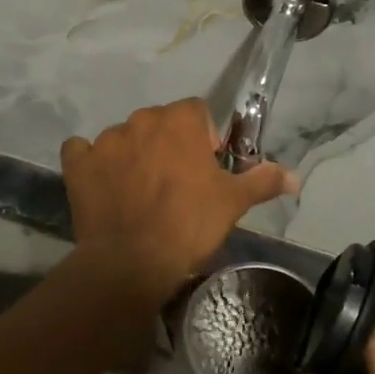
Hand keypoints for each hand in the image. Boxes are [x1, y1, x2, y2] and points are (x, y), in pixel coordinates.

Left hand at [61, 99, 296, 301]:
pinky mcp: (78, 163)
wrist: (132, 262)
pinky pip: (82, 151)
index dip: (205, 139)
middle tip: (176, 186)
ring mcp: (105, 139)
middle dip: (169, 146)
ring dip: (133, 156)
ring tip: (140, 195)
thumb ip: (263, 180)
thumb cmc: (189, 224)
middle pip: (161, 123)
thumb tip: (296, 177)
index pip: (198, 112)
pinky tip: (101, 184)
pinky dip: (91, 163)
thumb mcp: (233, 202)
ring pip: (125, 138)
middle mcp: (141, 119)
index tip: (206, 170)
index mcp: (180, 119)